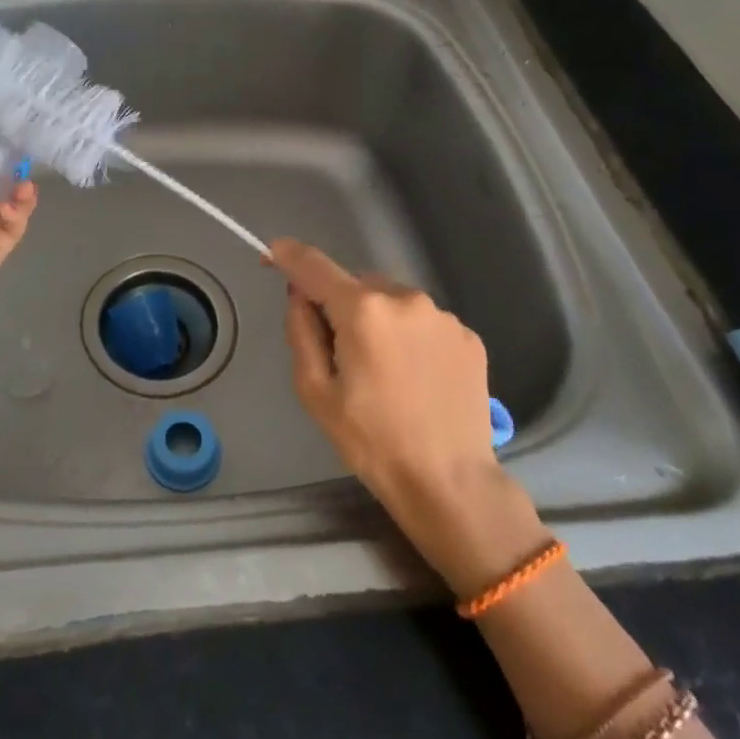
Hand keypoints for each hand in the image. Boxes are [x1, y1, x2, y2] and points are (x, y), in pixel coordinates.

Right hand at [270, 238, 540, 593]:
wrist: (450, 484)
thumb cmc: (371, 442)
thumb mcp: (315, 391)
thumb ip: (301, 330)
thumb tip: (300, 295)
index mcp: (363, 310)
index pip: (314, 265)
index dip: (288, 256)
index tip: (271, 254)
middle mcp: (405, 298)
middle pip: (356, 284)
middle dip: (340, 305)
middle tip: (340, 353)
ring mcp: (442, 316)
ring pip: (392, 300)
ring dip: (378, 319)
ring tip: (384, 371)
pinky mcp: (468, 336)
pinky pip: (423, 322)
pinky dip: (410, 336)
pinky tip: (414, 377)